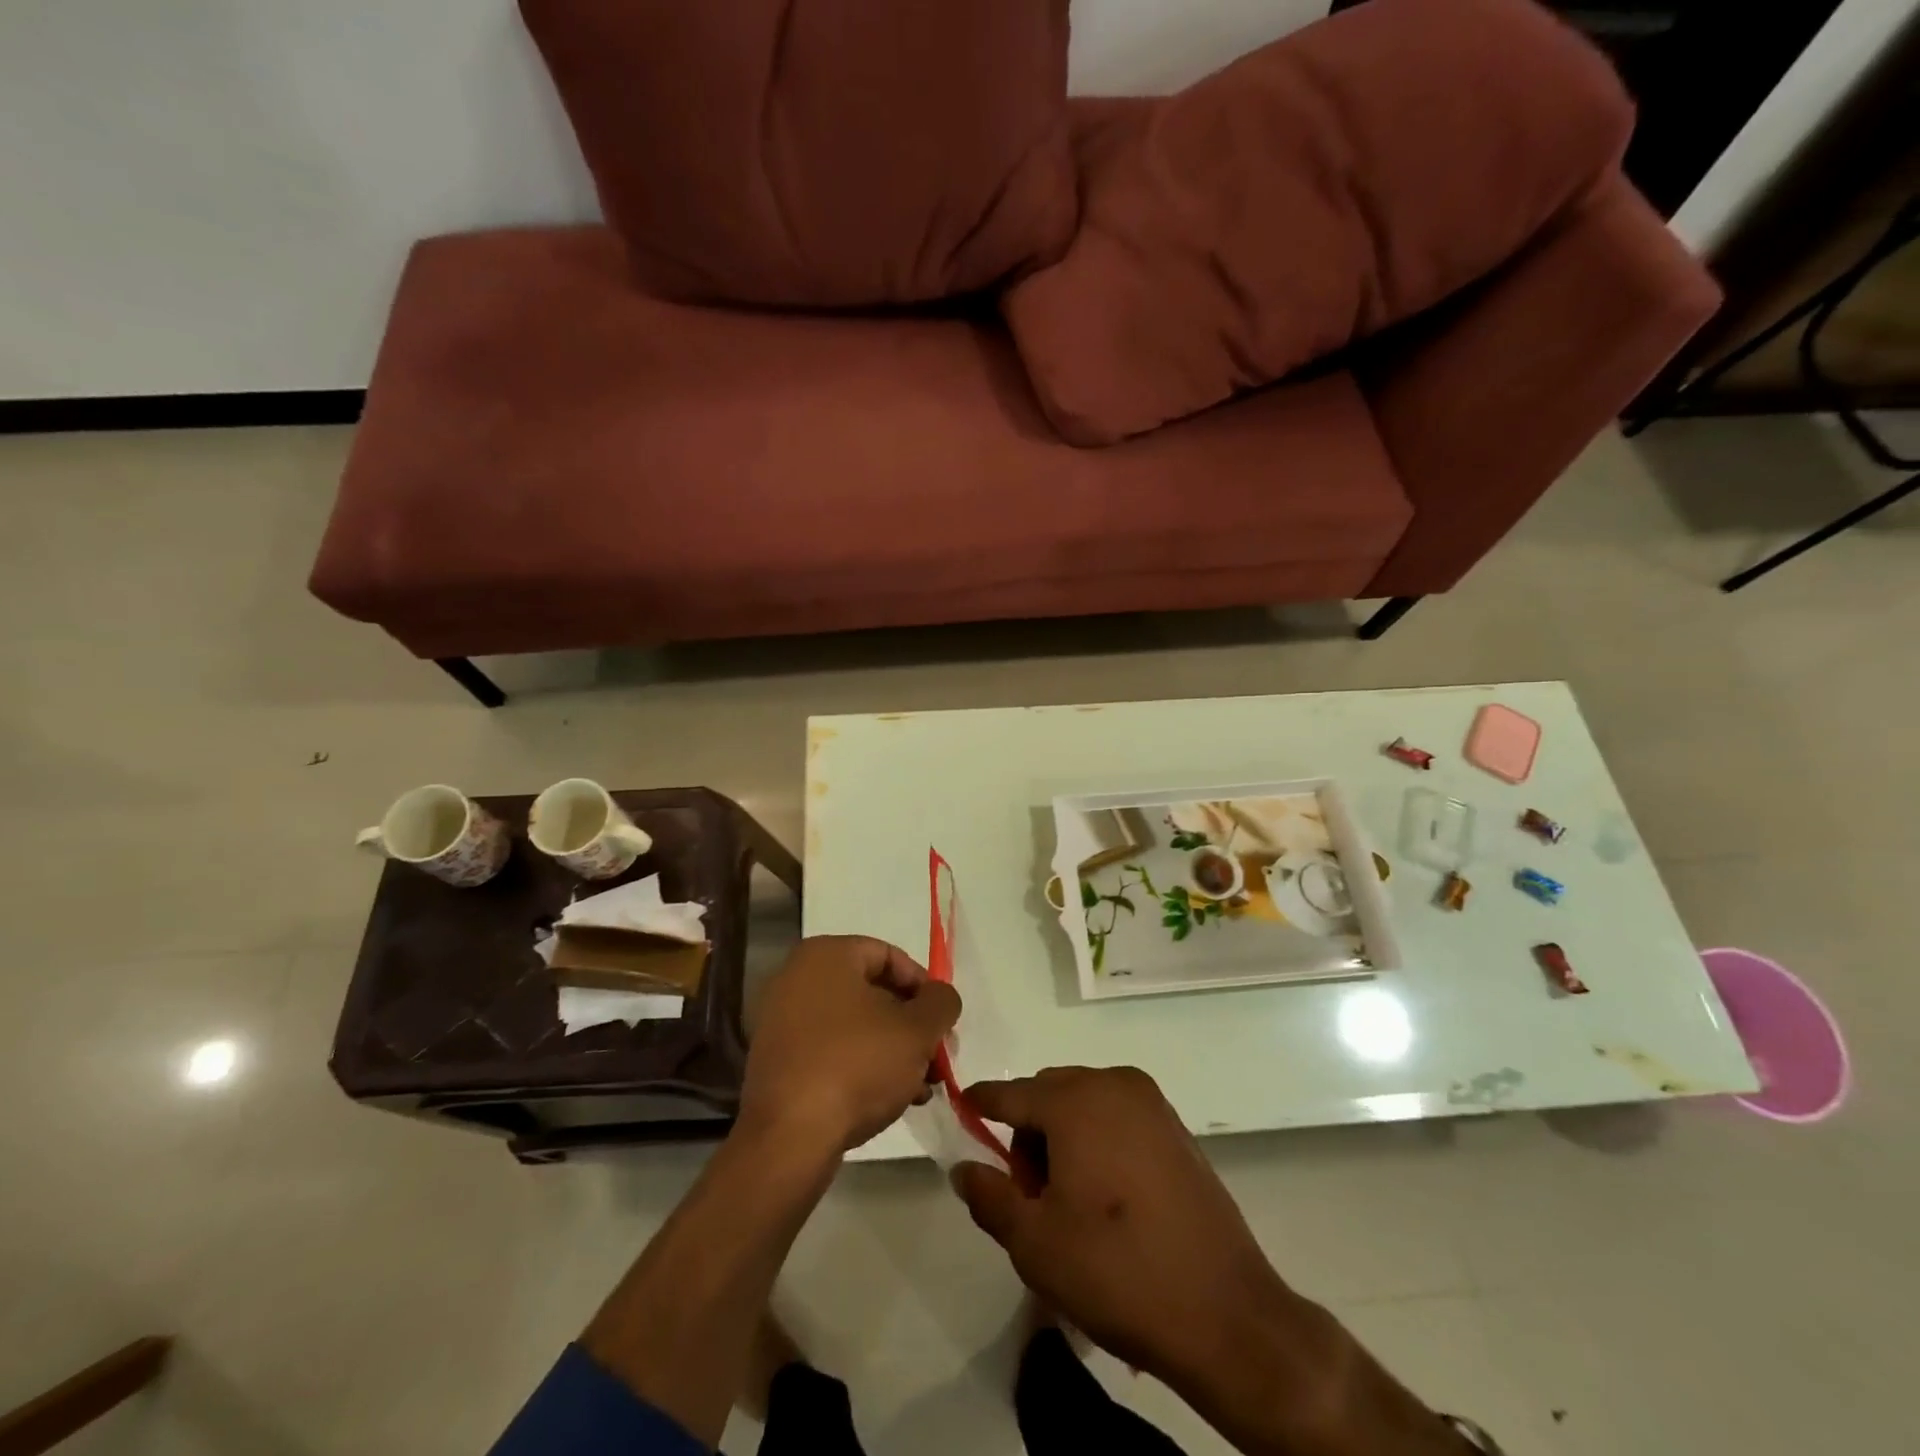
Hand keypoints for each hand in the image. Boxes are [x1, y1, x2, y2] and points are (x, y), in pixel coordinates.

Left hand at [740, 936, 959, 1157]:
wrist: (789, 1138)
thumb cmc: (857, 1065)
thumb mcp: (917, 1030)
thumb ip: (941, 1003)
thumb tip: (940, 997)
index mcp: (825, 955)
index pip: (888, 955)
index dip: (923, 986)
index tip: (942, 1020)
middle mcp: (796, 978)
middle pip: (870, 992)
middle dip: (910, 1024)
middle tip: (935, 1055)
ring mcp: (780, 1021)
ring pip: (852, 1025)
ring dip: (891, 1049)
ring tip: (920, 1086)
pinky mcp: (776, 1061)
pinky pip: (829, 1050)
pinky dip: (860, 1066)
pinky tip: (888, 1099)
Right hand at [952, 1067, 1467, 1455]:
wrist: (1226, 1312)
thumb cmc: (1116, 1271)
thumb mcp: (1035, 1243)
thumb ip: (989, 1196)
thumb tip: (963, 1167)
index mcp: (1075, 1100)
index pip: (1011, 1092)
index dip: (981, 1102)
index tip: (962, 1107)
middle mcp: (1113, 1084)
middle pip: (1049, 1093)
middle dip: (1029, 1130)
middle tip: (1029, 1192)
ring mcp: (1151, 1103)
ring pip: (1085, 1102)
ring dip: (1064, 1134)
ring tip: (1068, 1199)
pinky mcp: (1176, 1128)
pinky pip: (1118, 1116)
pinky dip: (1098, 1139)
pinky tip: (1105, 1195)